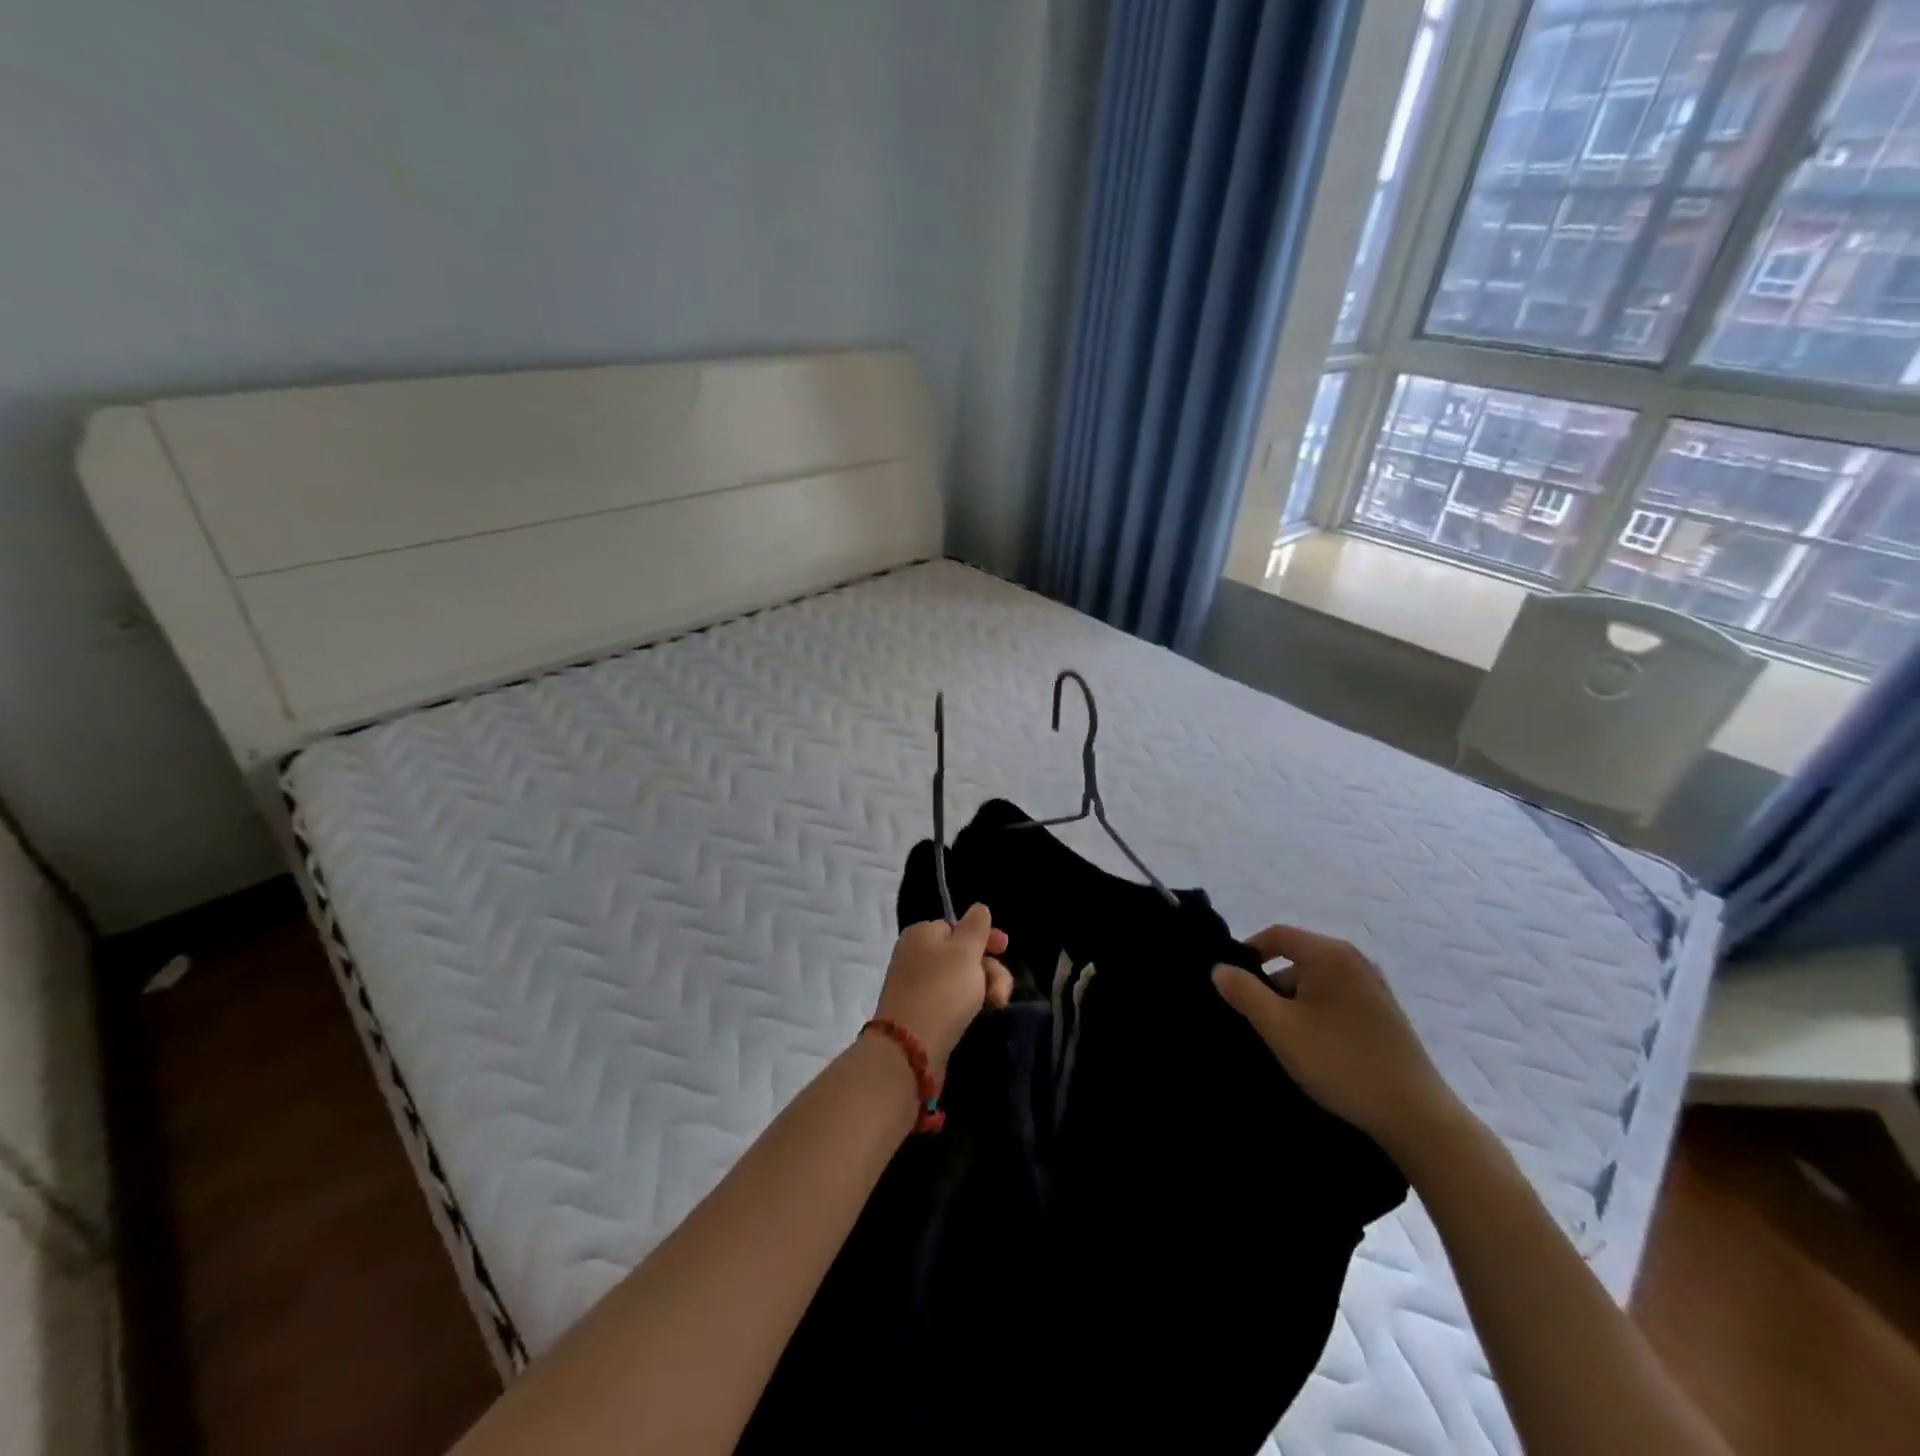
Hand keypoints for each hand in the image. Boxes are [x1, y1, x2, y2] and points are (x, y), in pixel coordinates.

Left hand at [874, 905, 1012, 1076]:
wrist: (910, 1048)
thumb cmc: (941, 990)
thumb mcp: (965, 951)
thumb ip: (976, 926)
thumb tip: (978, 908)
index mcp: (921, 934)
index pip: (958, 926)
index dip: (984, 937)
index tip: (1006, 949)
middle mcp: (916, 956)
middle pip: (963, 954)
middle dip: (989, 968)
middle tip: (1000, 990)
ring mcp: (917, 986)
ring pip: (961, 980)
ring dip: (984, 988)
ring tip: (995, 1005)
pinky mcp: (922, 1014)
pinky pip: (951, 1002)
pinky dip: (968, 1006)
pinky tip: (978, 1016)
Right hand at [1212, 925, 1460, 1156]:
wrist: (1416, 1116)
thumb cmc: (1340, 1062)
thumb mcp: (1279, 1027)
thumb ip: (1244, 992)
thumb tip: (1220, 968)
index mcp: (1330, 954)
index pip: (1277, 935)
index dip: (1248, 953)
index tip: (1231, 984)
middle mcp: (1355, 960)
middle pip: (1297, 958)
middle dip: (1270, 984)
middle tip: (1254, 1018)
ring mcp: (1374, 988)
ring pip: (1317, 982)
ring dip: (1293, 1003)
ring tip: (1282, 1038)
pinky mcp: (1385, 1015)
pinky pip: (1337, 1000)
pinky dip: (1317, 1013)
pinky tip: (1313, 1047)